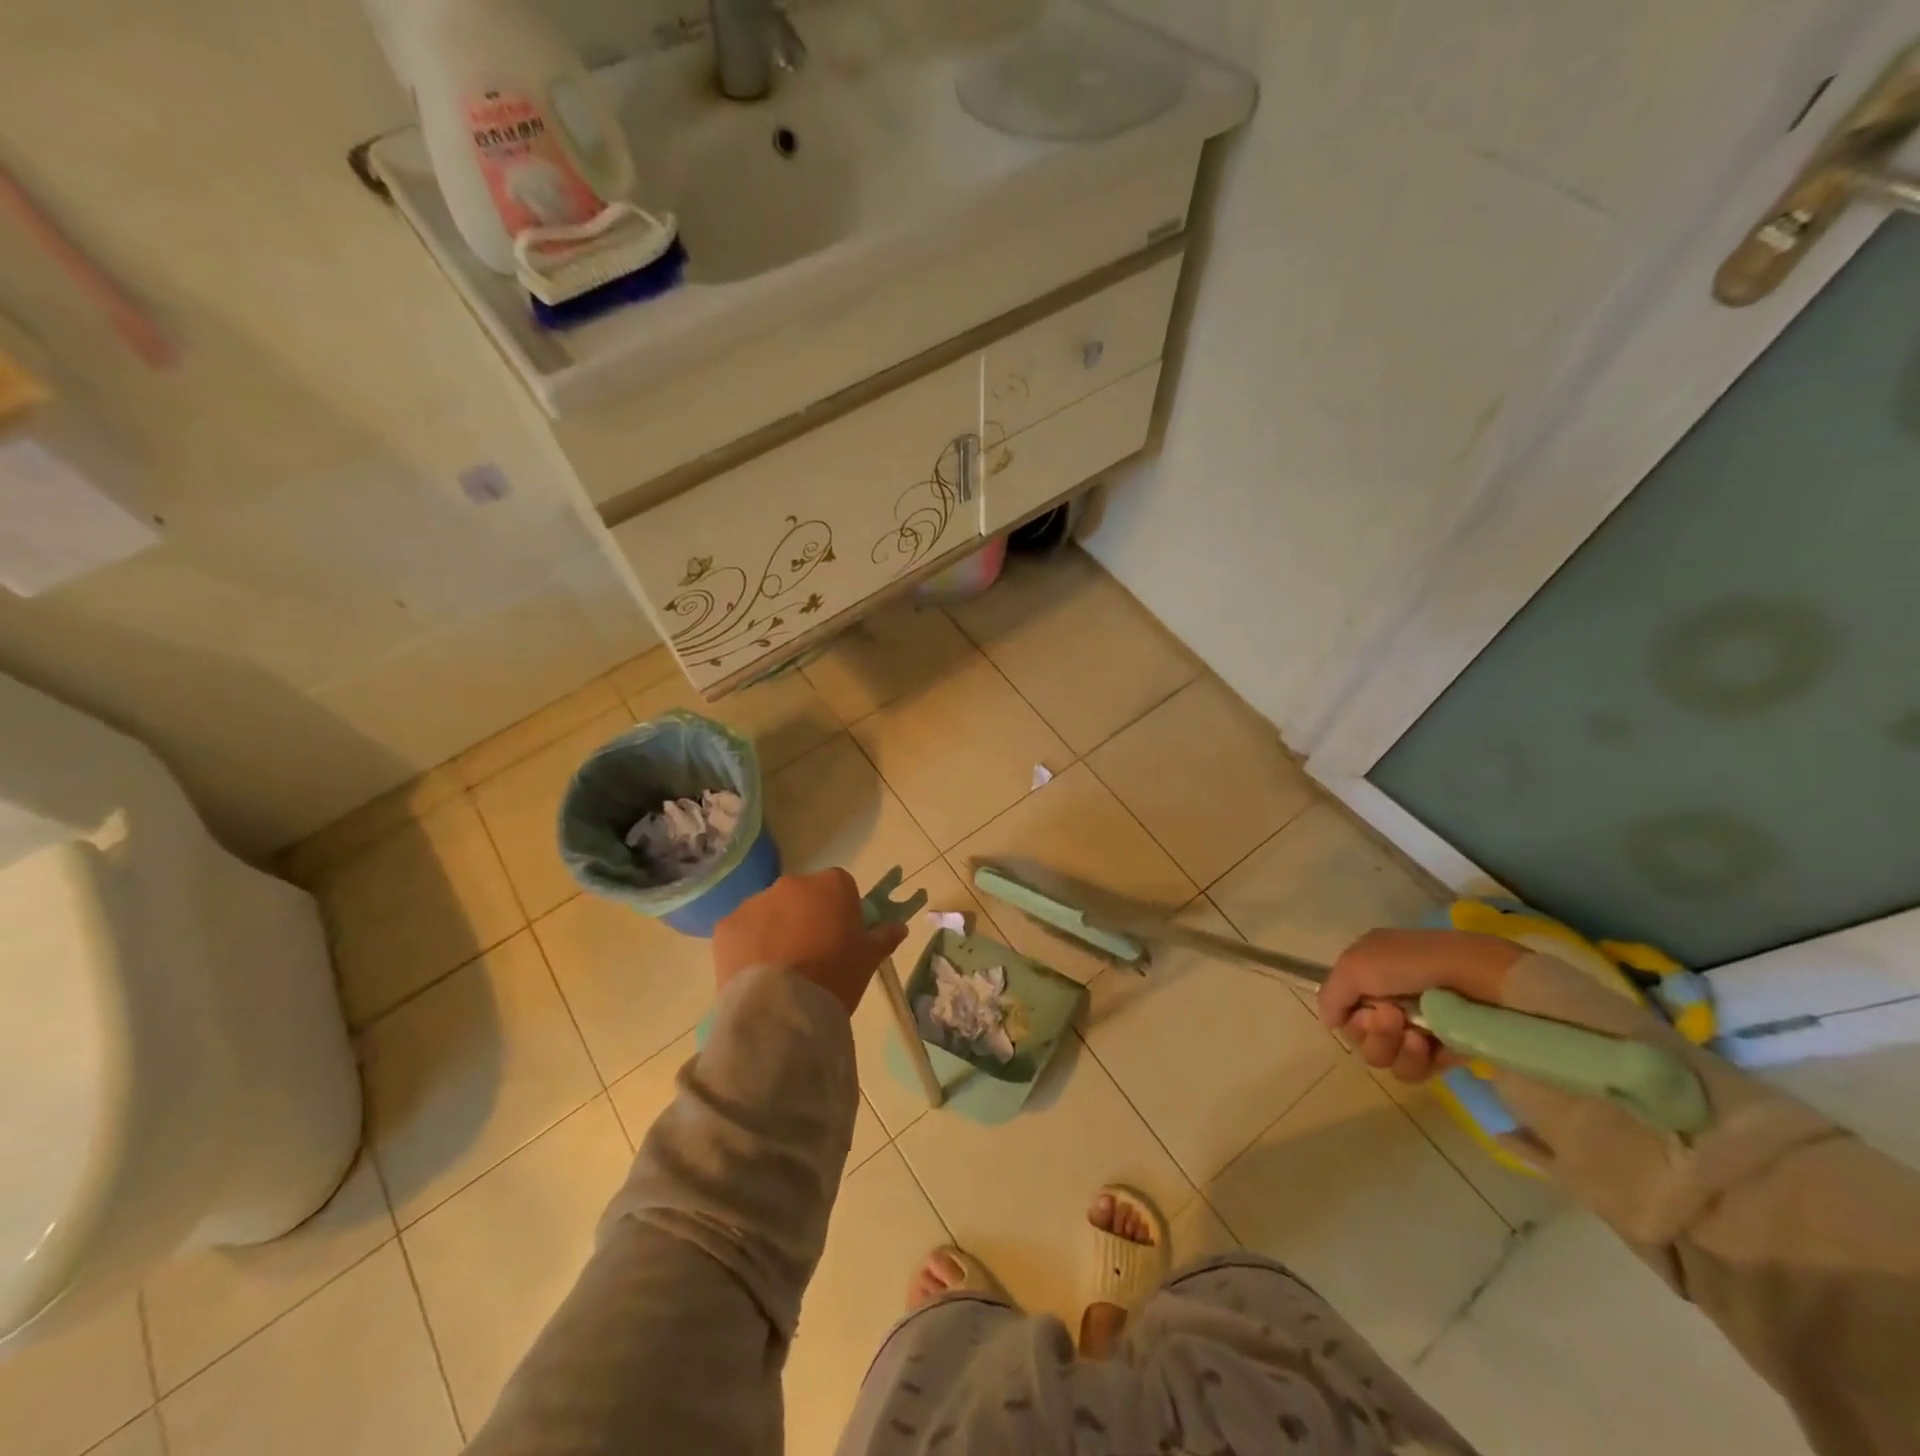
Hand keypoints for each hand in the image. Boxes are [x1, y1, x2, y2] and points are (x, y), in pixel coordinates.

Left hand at [713, 869, 909, 1016]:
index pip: (840, 888)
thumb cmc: (835, 976)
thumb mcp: (869, 959)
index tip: (841, 938)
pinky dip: (748, 946)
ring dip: (775, 930)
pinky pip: (742, 931)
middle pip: (802, 896)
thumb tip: (898, 927)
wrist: (782, 1009)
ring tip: (780, 970)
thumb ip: (884, 936)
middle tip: (810, 955)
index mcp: (831, 884)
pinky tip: (756, 974)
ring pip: (770, 912)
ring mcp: (755, 902)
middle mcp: (792, 883)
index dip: (841, 911)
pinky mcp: (726, 925)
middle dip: (805, 917)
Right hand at [1317, 929, 1524, 1084]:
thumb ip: (1331, 994)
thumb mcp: (1355, 964)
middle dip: (1372, 1031)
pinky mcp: (1445, 1052)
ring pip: (1383, 1057)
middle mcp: (1390, 999)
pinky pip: (1414, 1071)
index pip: (1344, 1008)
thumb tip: (1329, 1022)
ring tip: (1414, 1034)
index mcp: (1371, 973)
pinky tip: (1429, 1045)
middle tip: (1393, 1017)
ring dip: (1392, 1046)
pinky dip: (1417, 1060)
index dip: (1348, 1013)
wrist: (1480, 980)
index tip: (1364, 1008)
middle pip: (1360, 1036)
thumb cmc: (1413, 964)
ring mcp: (1418, 1028)